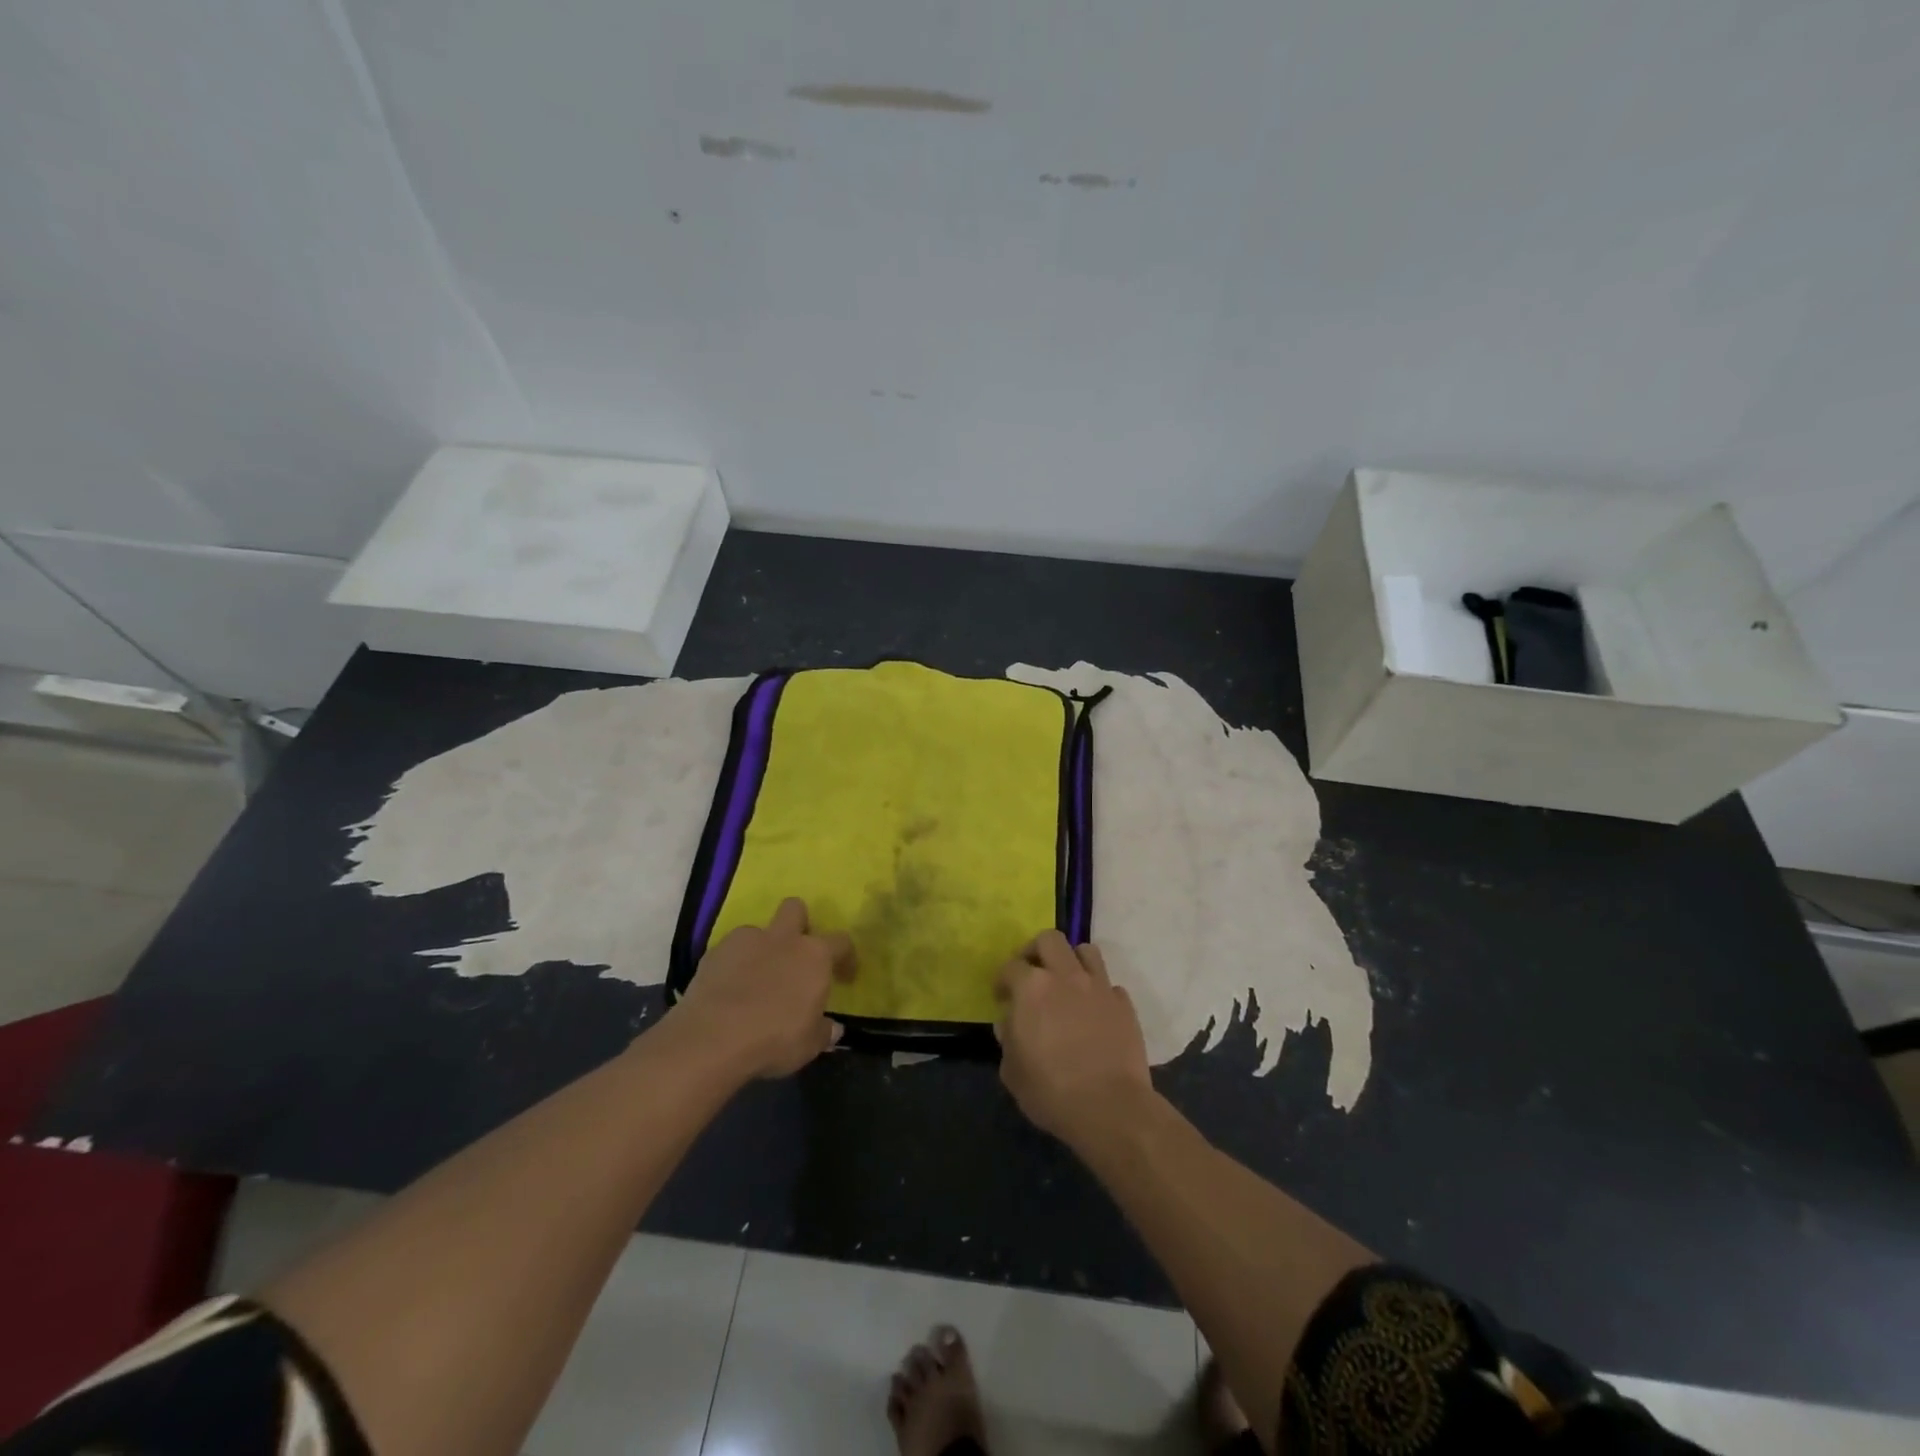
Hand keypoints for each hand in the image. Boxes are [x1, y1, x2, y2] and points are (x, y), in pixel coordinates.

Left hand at [669, 898, 855, 1077]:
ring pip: (758, 930)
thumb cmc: (774, 1040)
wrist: (712, 1039)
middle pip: (795, 908)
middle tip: (795, 954)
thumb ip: (823, 1031)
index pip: (841, 942)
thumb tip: (833, 1028)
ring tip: (755, 978)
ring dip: (761, 947)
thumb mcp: (809, 1045)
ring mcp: (746, 941)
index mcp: (814, 955)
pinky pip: (730, 950)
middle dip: (798, 923)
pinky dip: (733, 964)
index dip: (846, 957)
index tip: (844, 976)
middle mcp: (783, 938)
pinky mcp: (714, 952)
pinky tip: (729, 988)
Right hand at [994, 931, 1155, 1147]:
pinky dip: (1098, 992)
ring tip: (1066, 983)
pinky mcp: (1124, 1004)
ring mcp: (1099, 987)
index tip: (1001, 995)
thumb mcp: (1012, 1071)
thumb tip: (1011, 1022)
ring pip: (1085, 951)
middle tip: (1032, 974)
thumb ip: (1008, 1038)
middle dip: (1036, 951)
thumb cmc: (1051, 1091)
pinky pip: (1109, 985)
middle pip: (1050, 940)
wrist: (1110, 1107)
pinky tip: (1093, 1012)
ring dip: (1072, 961)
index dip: (1002, 979)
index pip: (1011, 966)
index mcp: (1032, 988)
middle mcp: (1066, 976)